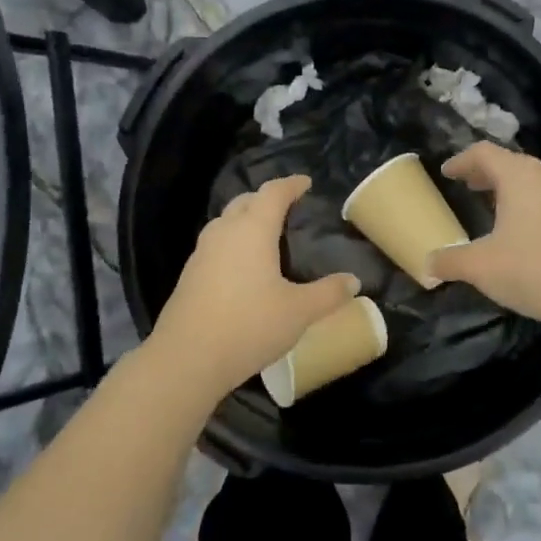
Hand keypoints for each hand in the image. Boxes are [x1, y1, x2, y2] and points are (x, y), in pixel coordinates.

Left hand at [147, 175, 360, 403]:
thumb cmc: (249, 325)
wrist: (187, 358)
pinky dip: (233, 243)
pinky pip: (216, 245)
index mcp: (252, 229)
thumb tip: (353, 281)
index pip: (273, 193)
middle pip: (245, 202)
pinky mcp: (190, 275)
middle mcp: (224, 232)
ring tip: (266, 236)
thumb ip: (329, 294)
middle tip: (287, 208)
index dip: (291, 185)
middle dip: (266, 199)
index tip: (305, 183)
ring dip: (246, 220)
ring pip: (226, 222)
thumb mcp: (299, 311)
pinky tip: (243, 267)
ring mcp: (202, 252)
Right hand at [429, 143, 540, 332]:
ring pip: (532, 180)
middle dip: (485, 173)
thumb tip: (427, 264)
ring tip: (492, 205)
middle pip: (509, 163)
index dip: (461, 161)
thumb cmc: (535, 270)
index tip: (447, 172)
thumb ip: (450, 261)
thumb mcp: (482, 267)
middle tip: (466, 185)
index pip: (483, 153)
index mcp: (518, 176)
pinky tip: (523, 229)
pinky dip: (529, 203)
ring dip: (509, 188)